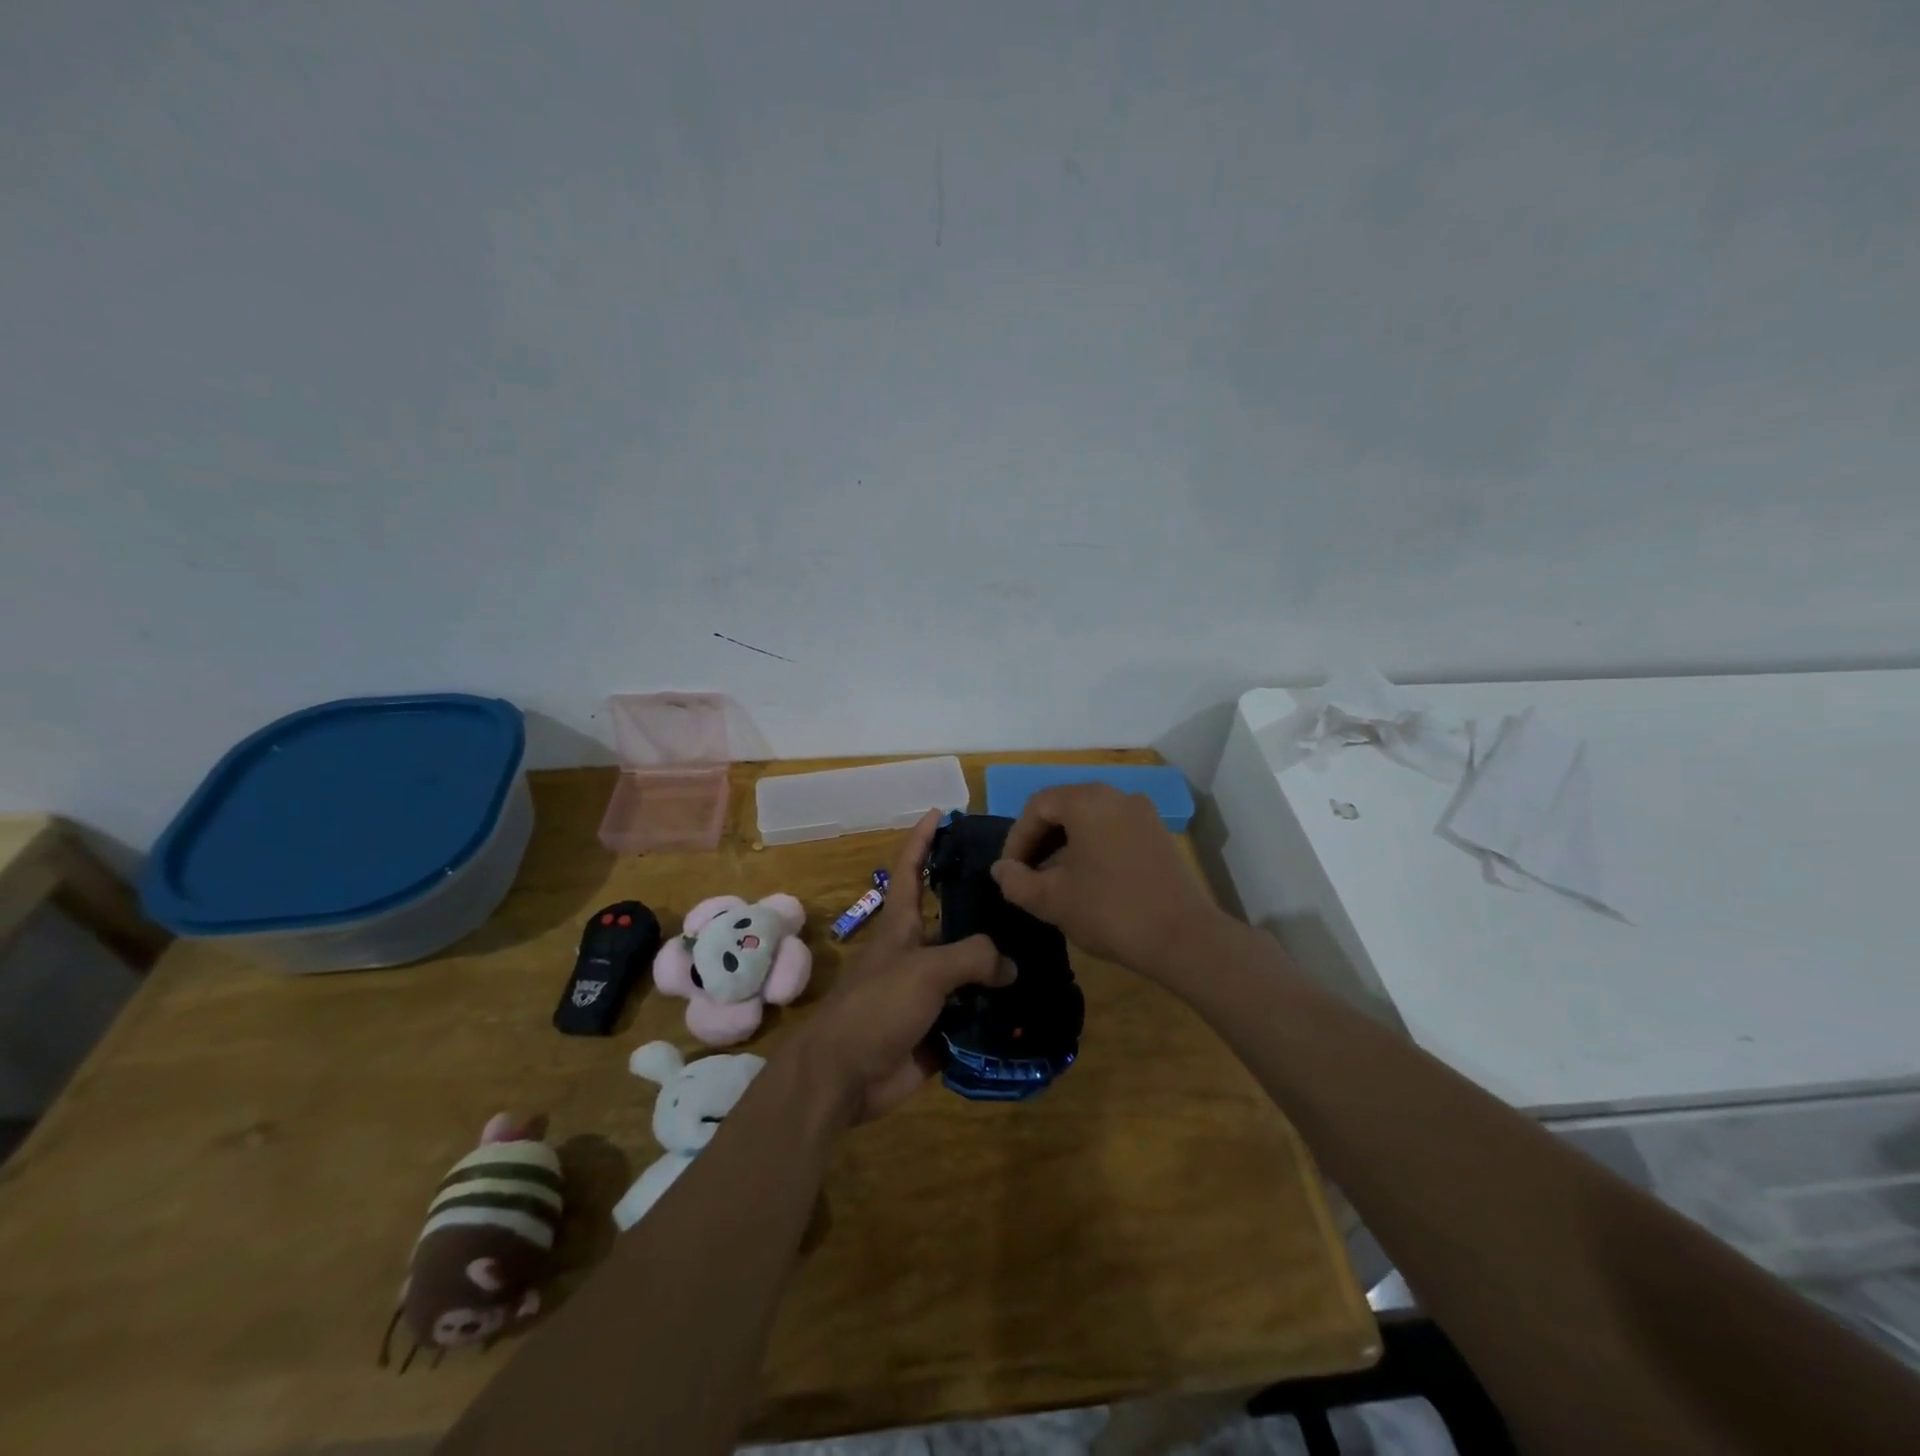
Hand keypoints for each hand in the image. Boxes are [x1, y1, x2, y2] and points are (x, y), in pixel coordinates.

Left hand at [793, 810, 1014, 1122]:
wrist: (843, 1076)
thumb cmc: (875, 1008)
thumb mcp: (924, 970)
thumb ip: (971, 957)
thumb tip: (1010, 964)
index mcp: (901, 927)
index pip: (911, 870)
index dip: (923, 839)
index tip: (941, 813)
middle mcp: (915, 953)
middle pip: (952, 922)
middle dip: (984, 910)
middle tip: (1027, 897)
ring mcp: (926, 994)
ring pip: (969, 972)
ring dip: (999, 967)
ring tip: (1044, 954)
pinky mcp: (937, 1031)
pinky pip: (974, 1016)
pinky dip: (998, 1014)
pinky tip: (1032, 1008)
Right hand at [991, 783, 1222, 982]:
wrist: (1183, 938)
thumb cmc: (1109, 910)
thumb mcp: (1051, 900)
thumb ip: (1016, 881)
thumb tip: (1002, 870)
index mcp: (1087, 800)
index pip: (1037, 806)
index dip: (1016, 839)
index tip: (1010, 873)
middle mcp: (1116, 795)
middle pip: (1064, 808)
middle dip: (1040, 840)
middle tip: (1027, 875)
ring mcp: (1142, 814)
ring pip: (1089, 820)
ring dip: (1065, 846)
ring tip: (1054, 882)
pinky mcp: (1158, 835)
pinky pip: (1113, 831)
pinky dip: (1092, 849)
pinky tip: (1087, 882)